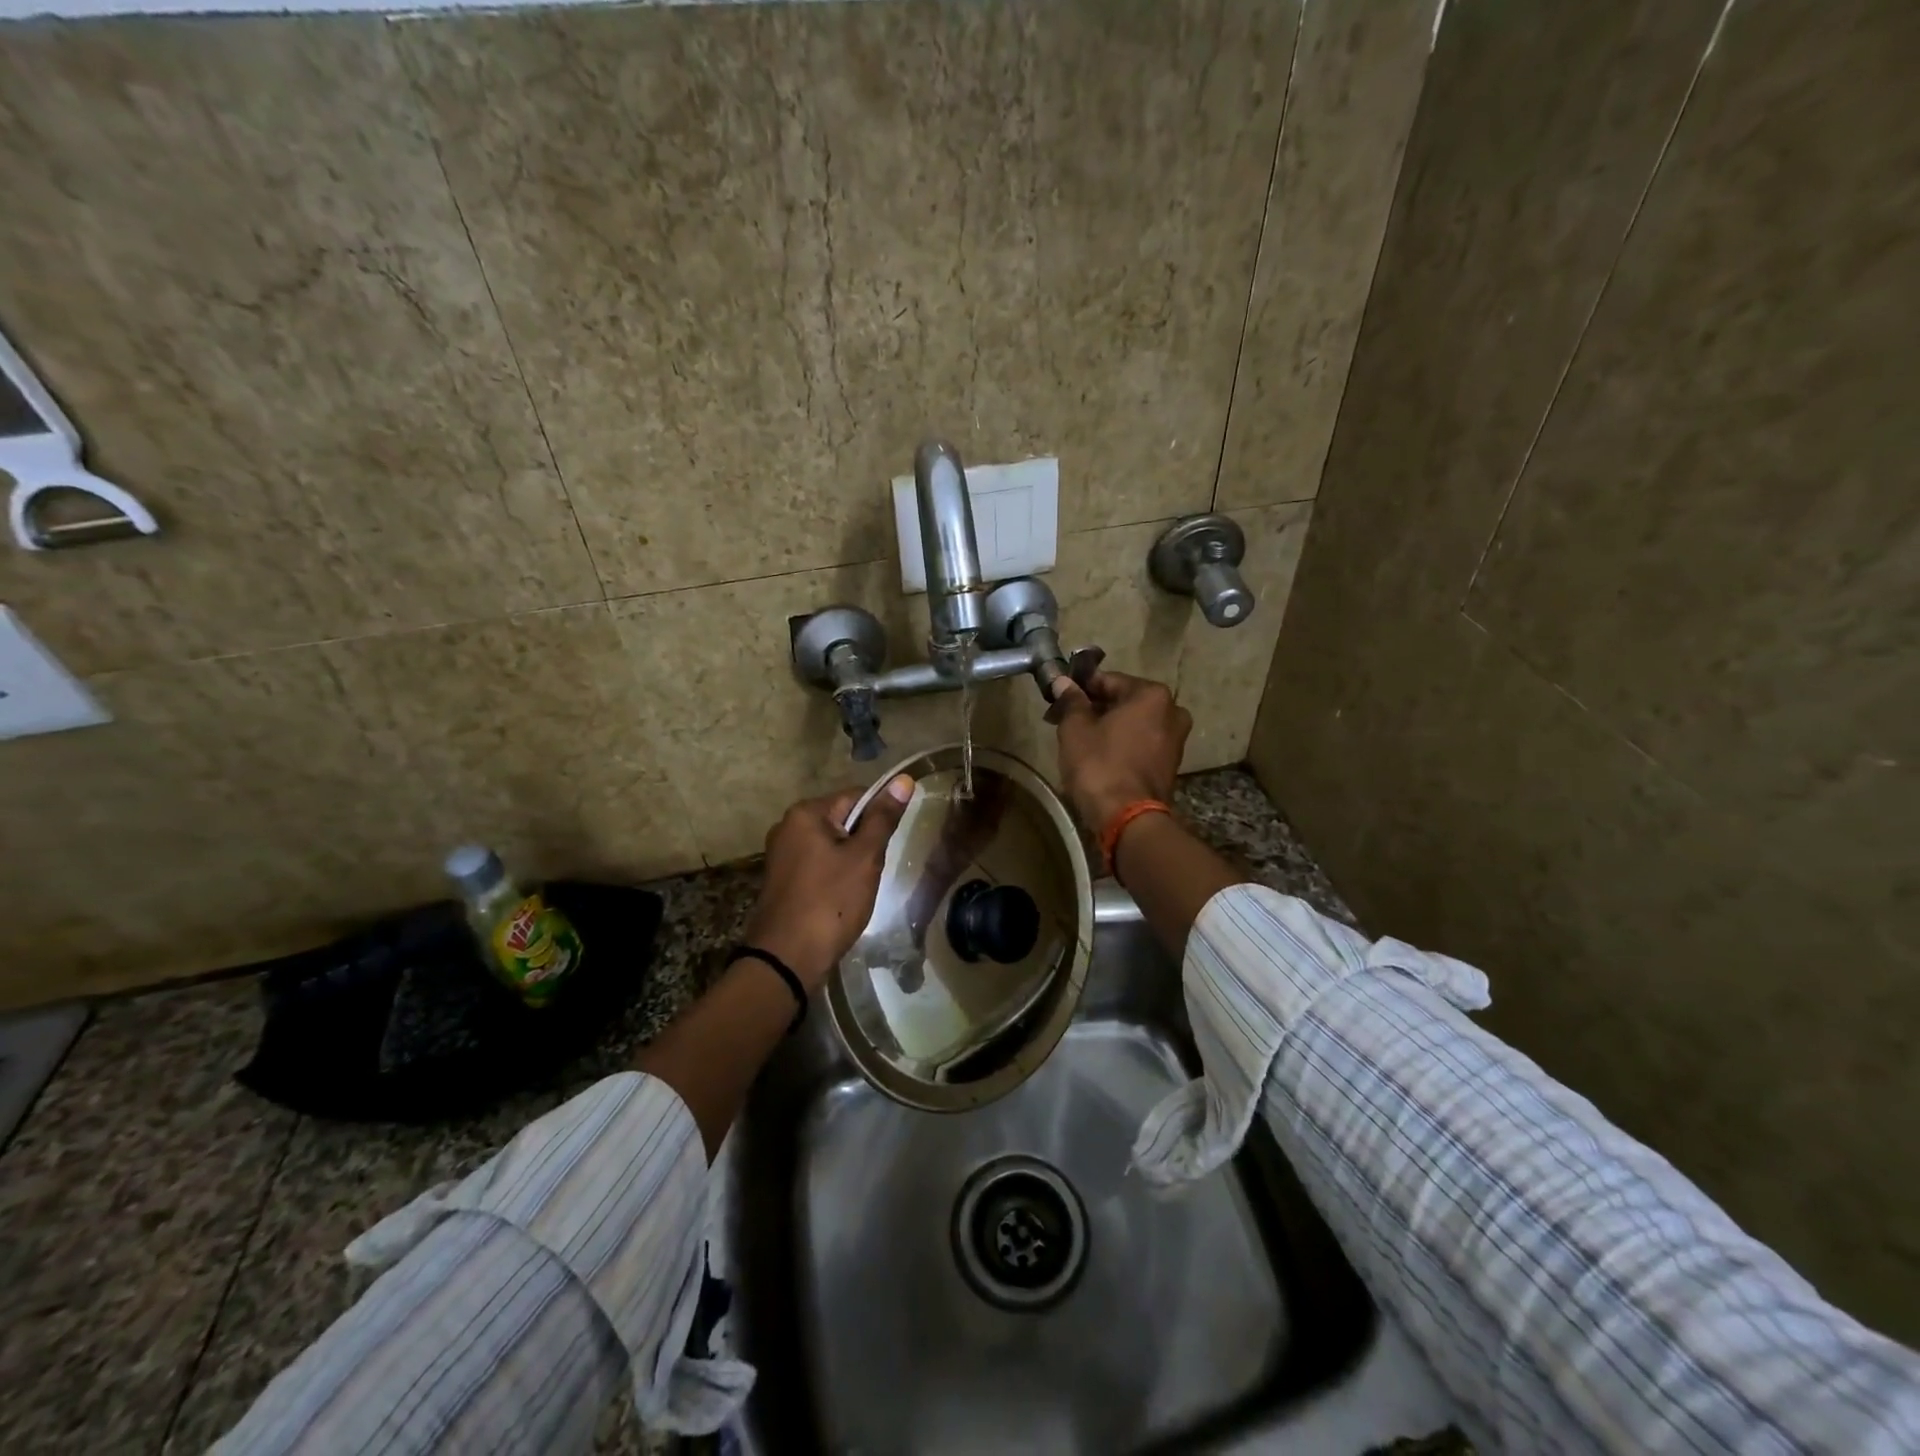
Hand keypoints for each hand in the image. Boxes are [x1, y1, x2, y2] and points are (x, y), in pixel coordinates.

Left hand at [741, 774, 914, 989]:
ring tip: (859, 888)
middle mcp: (787, 826)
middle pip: (842, 820)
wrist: (787, 959)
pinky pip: (817, 865)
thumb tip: (903, 779)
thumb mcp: (864, 858)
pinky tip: (842, 899)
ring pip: (831, 845)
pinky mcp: (782, 879)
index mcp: (805, 813)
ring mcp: (781, 854)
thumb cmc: (830, 902)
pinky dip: (834, 876)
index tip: (889, 844)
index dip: (879, 816)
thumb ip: (883, 818)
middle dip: (864, 842)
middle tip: (873, 870)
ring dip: (851, 861)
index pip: (856, 796)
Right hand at [1050, 670, 1191, 831]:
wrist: (1128, 818)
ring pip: (1133, 724)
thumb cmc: (1099, 765)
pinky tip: (1098, 757)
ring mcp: (1175, 740)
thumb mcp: (1076, 728)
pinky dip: (1121, 745)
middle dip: (1095, 709)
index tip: (1059, 698)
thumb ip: (1071, 701)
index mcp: (1152, 695)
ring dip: (1108, 727)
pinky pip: (1141, 744)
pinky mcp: (1171, 765)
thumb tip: (1063, 682)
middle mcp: (1172, 711)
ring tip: (1079, 741)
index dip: (1080, 688)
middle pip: (1124, 702)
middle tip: (1065, 720)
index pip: (1108, 681)